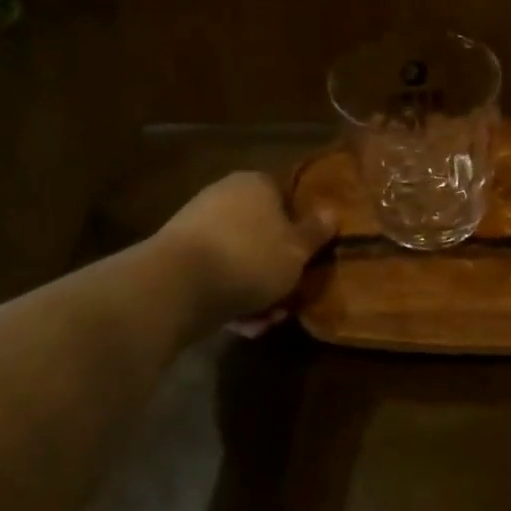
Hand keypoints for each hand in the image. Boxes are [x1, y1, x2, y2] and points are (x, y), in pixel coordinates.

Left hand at [155, 172, 334, 326]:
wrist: (179, 286)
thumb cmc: (251, 258)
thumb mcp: (297, 250)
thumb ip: (315, 232)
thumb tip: (332, 212)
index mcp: (255, 185)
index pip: (286, 198)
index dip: (301, 229)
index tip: (310, 258)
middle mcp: (224, 197)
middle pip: (263, 234)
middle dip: (278, 270)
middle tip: (292, 297)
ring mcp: (197, 228)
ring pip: (241, 260)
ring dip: (257, 292)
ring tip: (267, 321)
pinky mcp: (178, 259)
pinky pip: (217, 277)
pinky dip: (231, 299)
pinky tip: (243, 326)